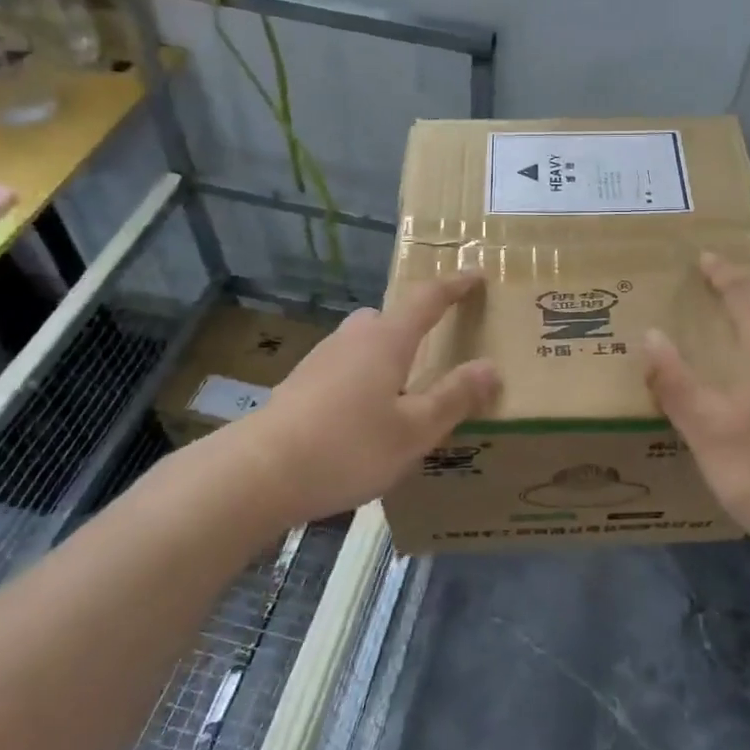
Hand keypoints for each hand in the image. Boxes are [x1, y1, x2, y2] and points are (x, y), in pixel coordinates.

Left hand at [229, 272, 499, 523]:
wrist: (258, 473)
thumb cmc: (348, 447)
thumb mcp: (414, 431)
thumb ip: (454, 397)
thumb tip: (490, 367)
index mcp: (386, 340)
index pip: (427, 299)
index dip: (454, 286)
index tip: (476, 276)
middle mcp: (352, 339)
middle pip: (389, 318)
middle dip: (415, 326)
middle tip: (437, 348)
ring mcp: (320, 360)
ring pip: (364, 345)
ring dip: (387, 357)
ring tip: (404, 393)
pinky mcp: (299, 385)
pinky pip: (344, 368)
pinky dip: (363, 379)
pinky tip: (364, 418)